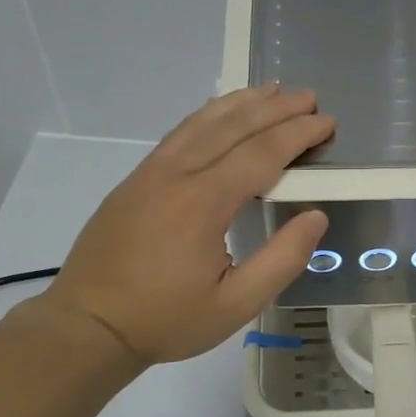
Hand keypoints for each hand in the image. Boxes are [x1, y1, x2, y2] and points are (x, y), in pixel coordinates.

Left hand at [24, 87, 332, 365]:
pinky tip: (221, 114)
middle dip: (275, 108)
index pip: (261, 153)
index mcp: (203, 202)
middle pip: (233, 127)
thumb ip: (282, 260)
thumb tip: (315, 217)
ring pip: (202, 122)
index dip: (297, 135)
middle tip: (309, 97)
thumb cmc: (166, 319)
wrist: (88, 325)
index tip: (327, 122)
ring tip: (272, 90)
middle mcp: (177, 174)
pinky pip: (180, 134)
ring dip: (241, 103)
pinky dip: (208, 115)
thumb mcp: (235, 305)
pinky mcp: (135, 180)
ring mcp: (150, 173)